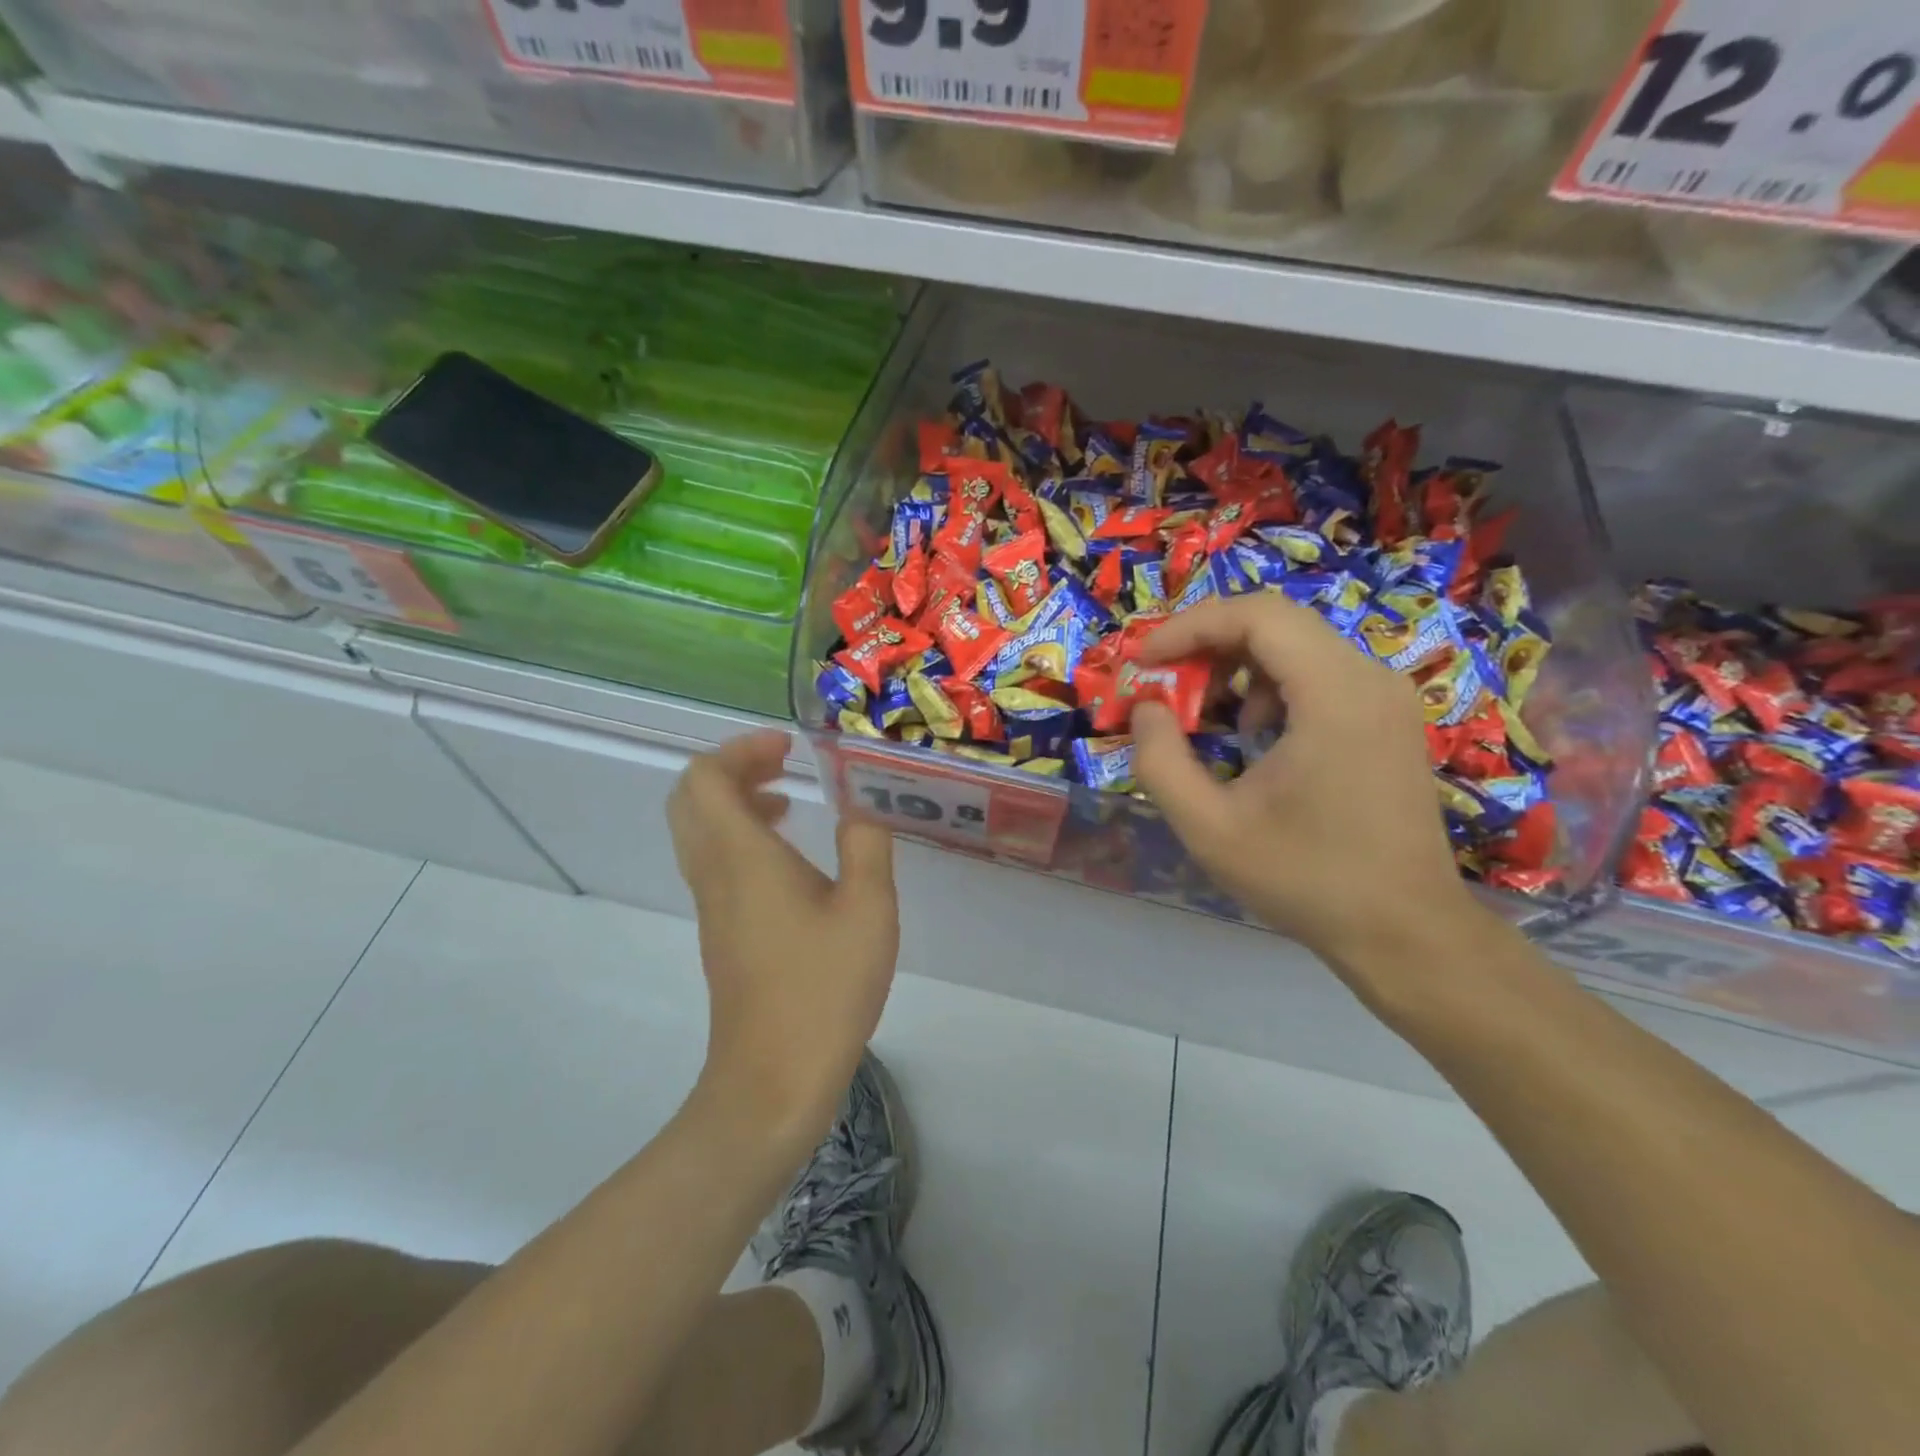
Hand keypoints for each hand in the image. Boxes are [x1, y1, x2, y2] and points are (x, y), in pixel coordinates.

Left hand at [667, 731, 899, 1142]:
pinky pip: (714, 861)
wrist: (773, 1080)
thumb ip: (866, 844)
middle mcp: (714, 873)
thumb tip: (860, 808)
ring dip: (735, 801)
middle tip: (784, 764)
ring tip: (789, 800)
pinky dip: (741, 836)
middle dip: (733, 768)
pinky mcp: (721, 931)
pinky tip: (790, 857)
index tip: (790, 748)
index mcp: (742, 857)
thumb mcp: (868, 909)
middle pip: (690, 798)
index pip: (705, 777)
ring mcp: (712, 905)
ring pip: (699, 830)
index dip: (741, 749)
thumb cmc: (823, 988)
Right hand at [1130, 595, 1488, 992]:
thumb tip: (1148, 707)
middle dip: (1208, 643)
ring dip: (1239, 665)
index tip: (1145, 659)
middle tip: (1166, 681)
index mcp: (1334, 695)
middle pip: (1277, 622)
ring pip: (1298, 643)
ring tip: (1209, 717)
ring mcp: (1386, 696)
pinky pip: (1320, 672)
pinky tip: (1258, 738)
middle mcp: (1369, 678)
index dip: (1190, 627)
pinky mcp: (1388, 718)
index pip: (1257, 616)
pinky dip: (1272, 685)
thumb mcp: (1209, 828)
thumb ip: (1160, 760)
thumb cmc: (1306, 879)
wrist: (1405, 931)